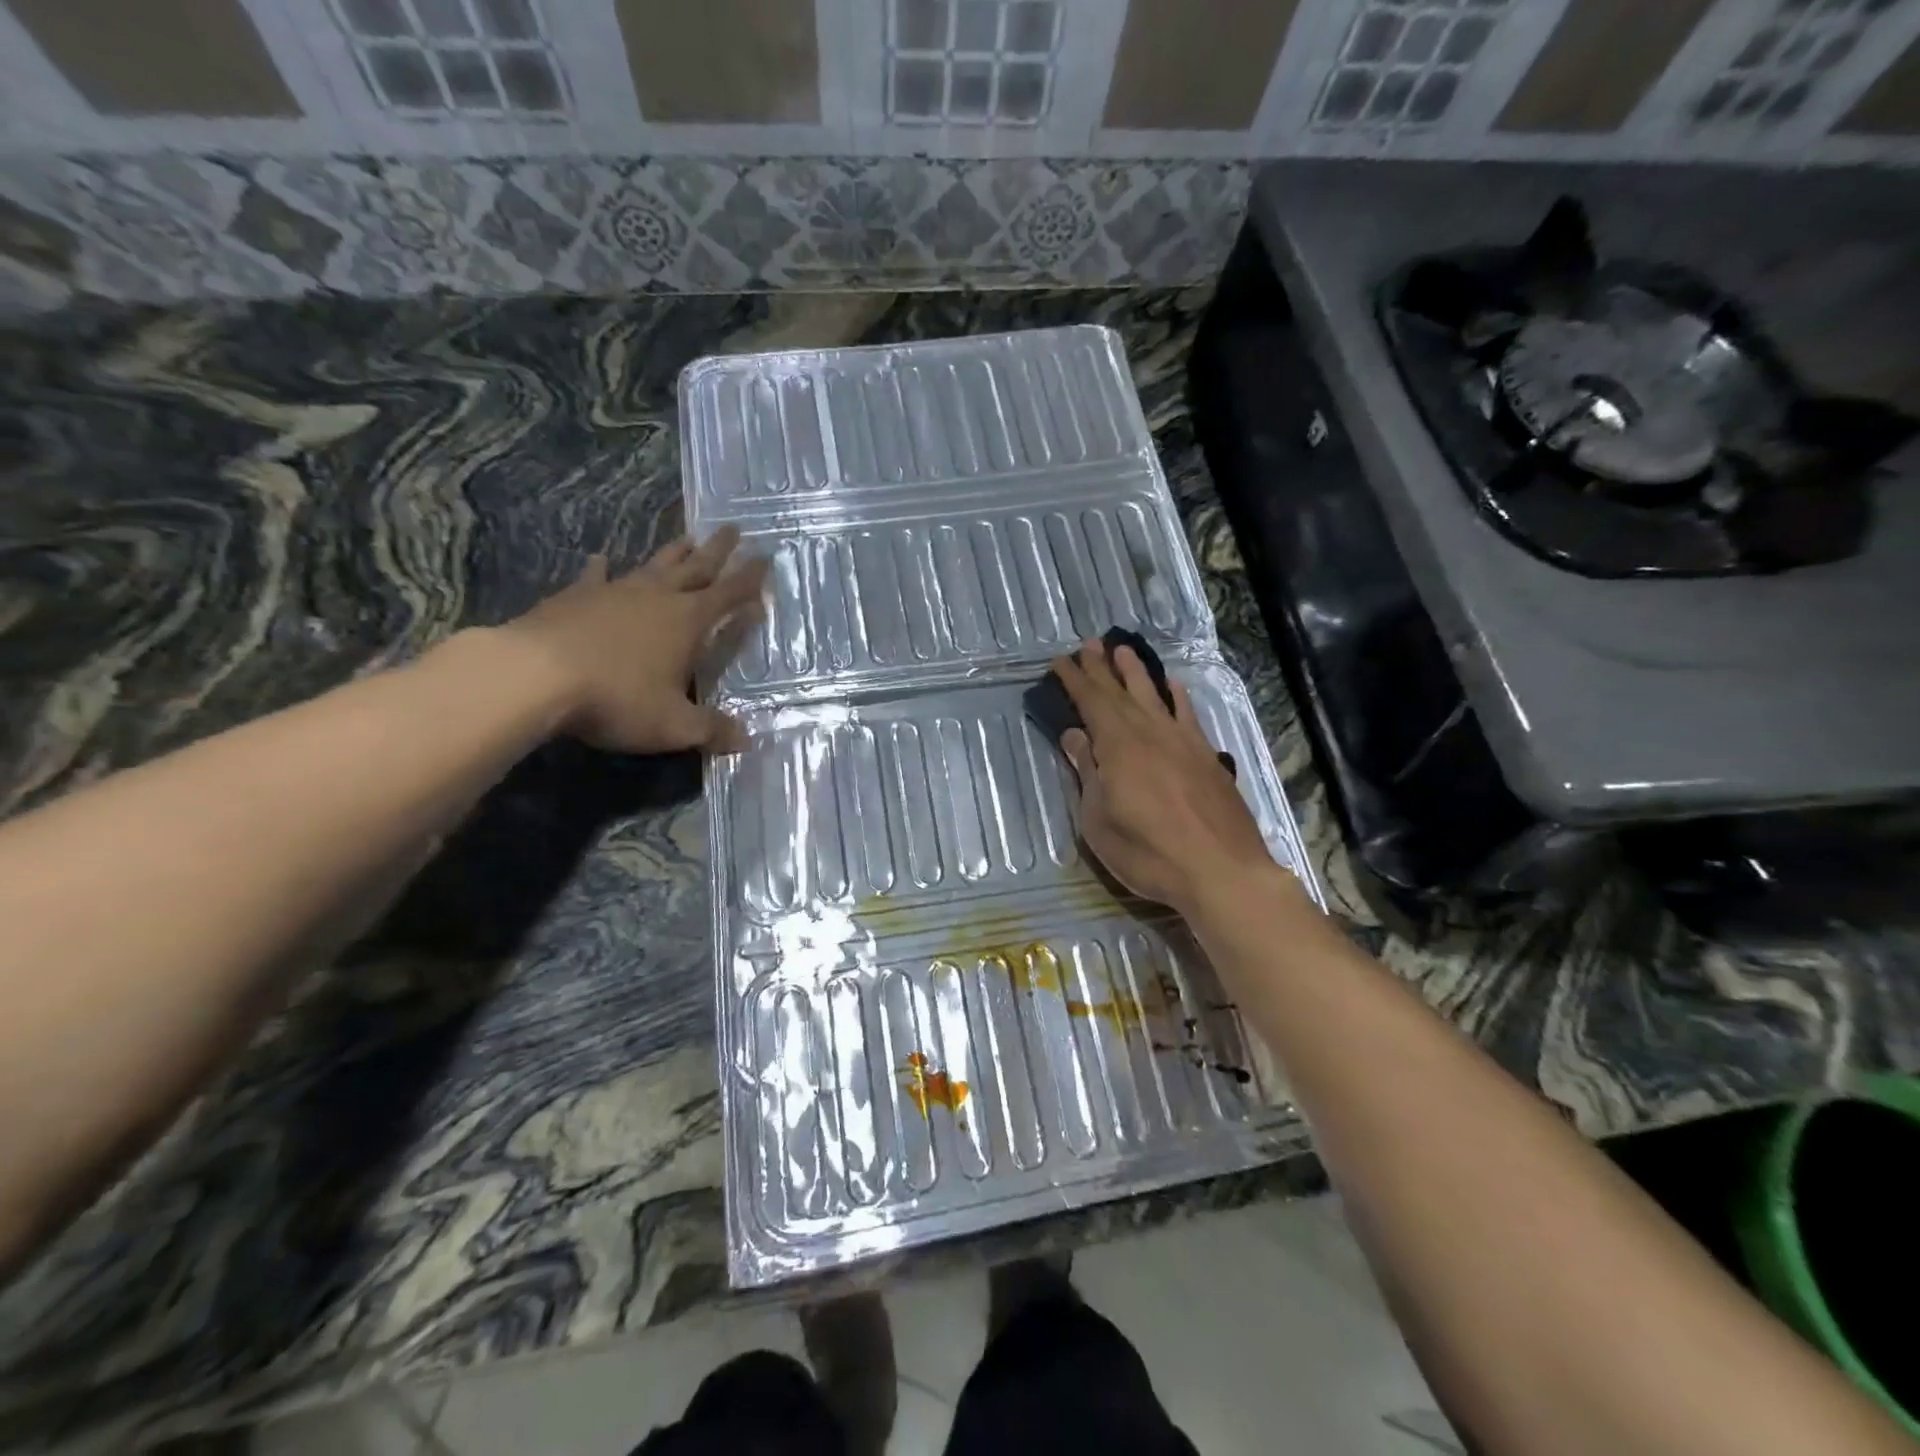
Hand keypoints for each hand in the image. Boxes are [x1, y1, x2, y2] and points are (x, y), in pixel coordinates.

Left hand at [503, 527, 767, 754]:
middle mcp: (657, 597)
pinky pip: (595, 576)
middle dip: (718, 550)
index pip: (730, 595)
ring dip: (673, 553)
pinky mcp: (575, 596)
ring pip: (653, 565)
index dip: (750, 579)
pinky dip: (601, 567)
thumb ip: (711, 730)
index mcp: (688, 622)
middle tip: (732, 528)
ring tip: (687, 538)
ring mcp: (615, 592)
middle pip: (696, 567)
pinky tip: (601, 558)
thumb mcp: (673, 725)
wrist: (535, 675)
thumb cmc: (617, 698)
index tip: (765, 558)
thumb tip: (746, 740)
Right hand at [1055, 638, 1278, 917]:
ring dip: (1136, 672)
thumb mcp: (1098, 820)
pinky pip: (1188, 714)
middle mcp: (1150, 732)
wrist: (1221, 870)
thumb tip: (1075, 736)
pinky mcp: (1207, 756)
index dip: (1074, 680)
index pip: (1091, 702)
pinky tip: (1173, 686)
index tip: (1060, 661)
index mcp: (1118, 745)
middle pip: (1120, 692)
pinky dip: (1178, 696)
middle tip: (1088, 644)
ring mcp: (1182, 741)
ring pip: (1154, 695)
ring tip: (1123, 650)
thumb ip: (1087, 773)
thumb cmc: (1148, 852)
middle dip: (1101, 668)